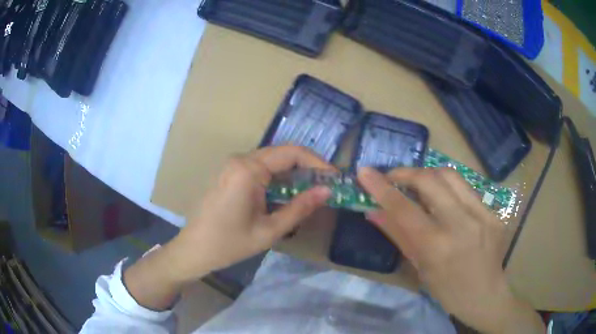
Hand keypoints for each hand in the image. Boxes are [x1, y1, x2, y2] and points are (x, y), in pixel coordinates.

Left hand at [167, 146, 332, 282]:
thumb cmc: (230, 243)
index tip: (335, 178)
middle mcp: (240, 159)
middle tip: (327, 186)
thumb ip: (300, 208)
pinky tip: (288, 193)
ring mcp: (233, 165)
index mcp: (248, 169)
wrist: (194, 249)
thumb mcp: (270, 230)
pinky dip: (279, 178)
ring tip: (313, 191)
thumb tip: (327, 191)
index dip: (318, 163)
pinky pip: (260, 168)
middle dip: (308, 168)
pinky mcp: (230, 173)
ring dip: (294, 173)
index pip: (292, 153)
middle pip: (282, 153)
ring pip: (272, 160)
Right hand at [358, 167, 543, 333]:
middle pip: (430, 180)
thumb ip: (398, 235)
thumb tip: (373, 212)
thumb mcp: (420, 268)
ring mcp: (482, 215)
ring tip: (418, 184)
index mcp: (438, 247)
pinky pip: (467, 189)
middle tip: (394, 178)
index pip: (404, 209)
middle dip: (406, 173)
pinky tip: (445, 200)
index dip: (381, 187)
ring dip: (428, 174)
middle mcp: (462, 224)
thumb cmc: (447, 291)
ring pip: (450, 175)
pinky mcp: (494, 211)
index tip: (364, 171)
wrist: (486, 295)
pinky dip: (449, 188)